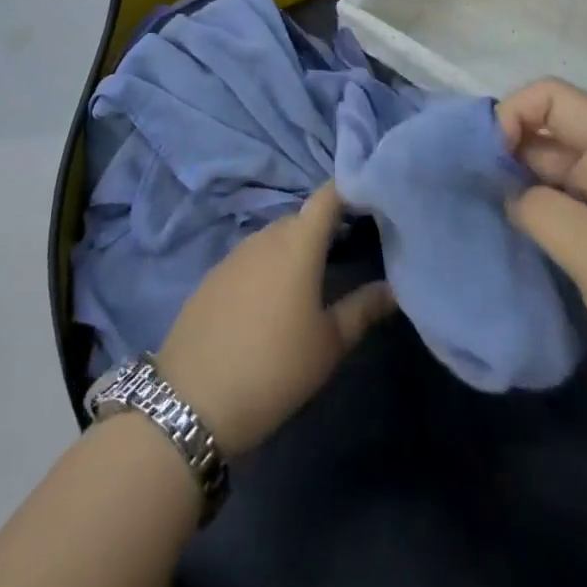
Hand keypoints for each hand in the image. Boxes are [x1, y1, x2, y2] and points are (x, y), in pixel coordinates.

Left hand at [157, 182, 394, 455]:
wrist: (194, 396)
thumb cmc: (274, 367)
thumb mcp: (328, 344)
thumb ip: (362, 310)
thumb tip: (393, 288)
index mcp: (297, 242)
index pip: (327, 197)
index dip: (349, 190)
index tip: (371, 198)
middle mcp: (266, 236)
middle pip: (301, 218)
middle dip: (325, 226)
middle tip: (352, 246)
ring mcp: (236, 253)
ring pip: (275, 237)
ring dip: (296, 246)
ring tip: (318, 274)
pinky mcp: (215, 274)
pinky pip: (251, 257)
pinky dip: (270, 264)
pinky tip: (276, 297)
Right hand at [499, 79, 586, 475]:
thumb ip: (543, 211)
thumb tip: (504, 192)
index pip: (556, 99)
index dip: (514, 114)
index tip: (485, 161)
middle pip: (551, 137)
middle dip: (505, 153)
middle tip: (464, 191)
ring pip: (554, 180)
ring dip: (515, 190)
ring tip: (476, 216)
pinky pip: (565, 221)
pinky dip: (534, 224)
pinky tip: (509, 246)